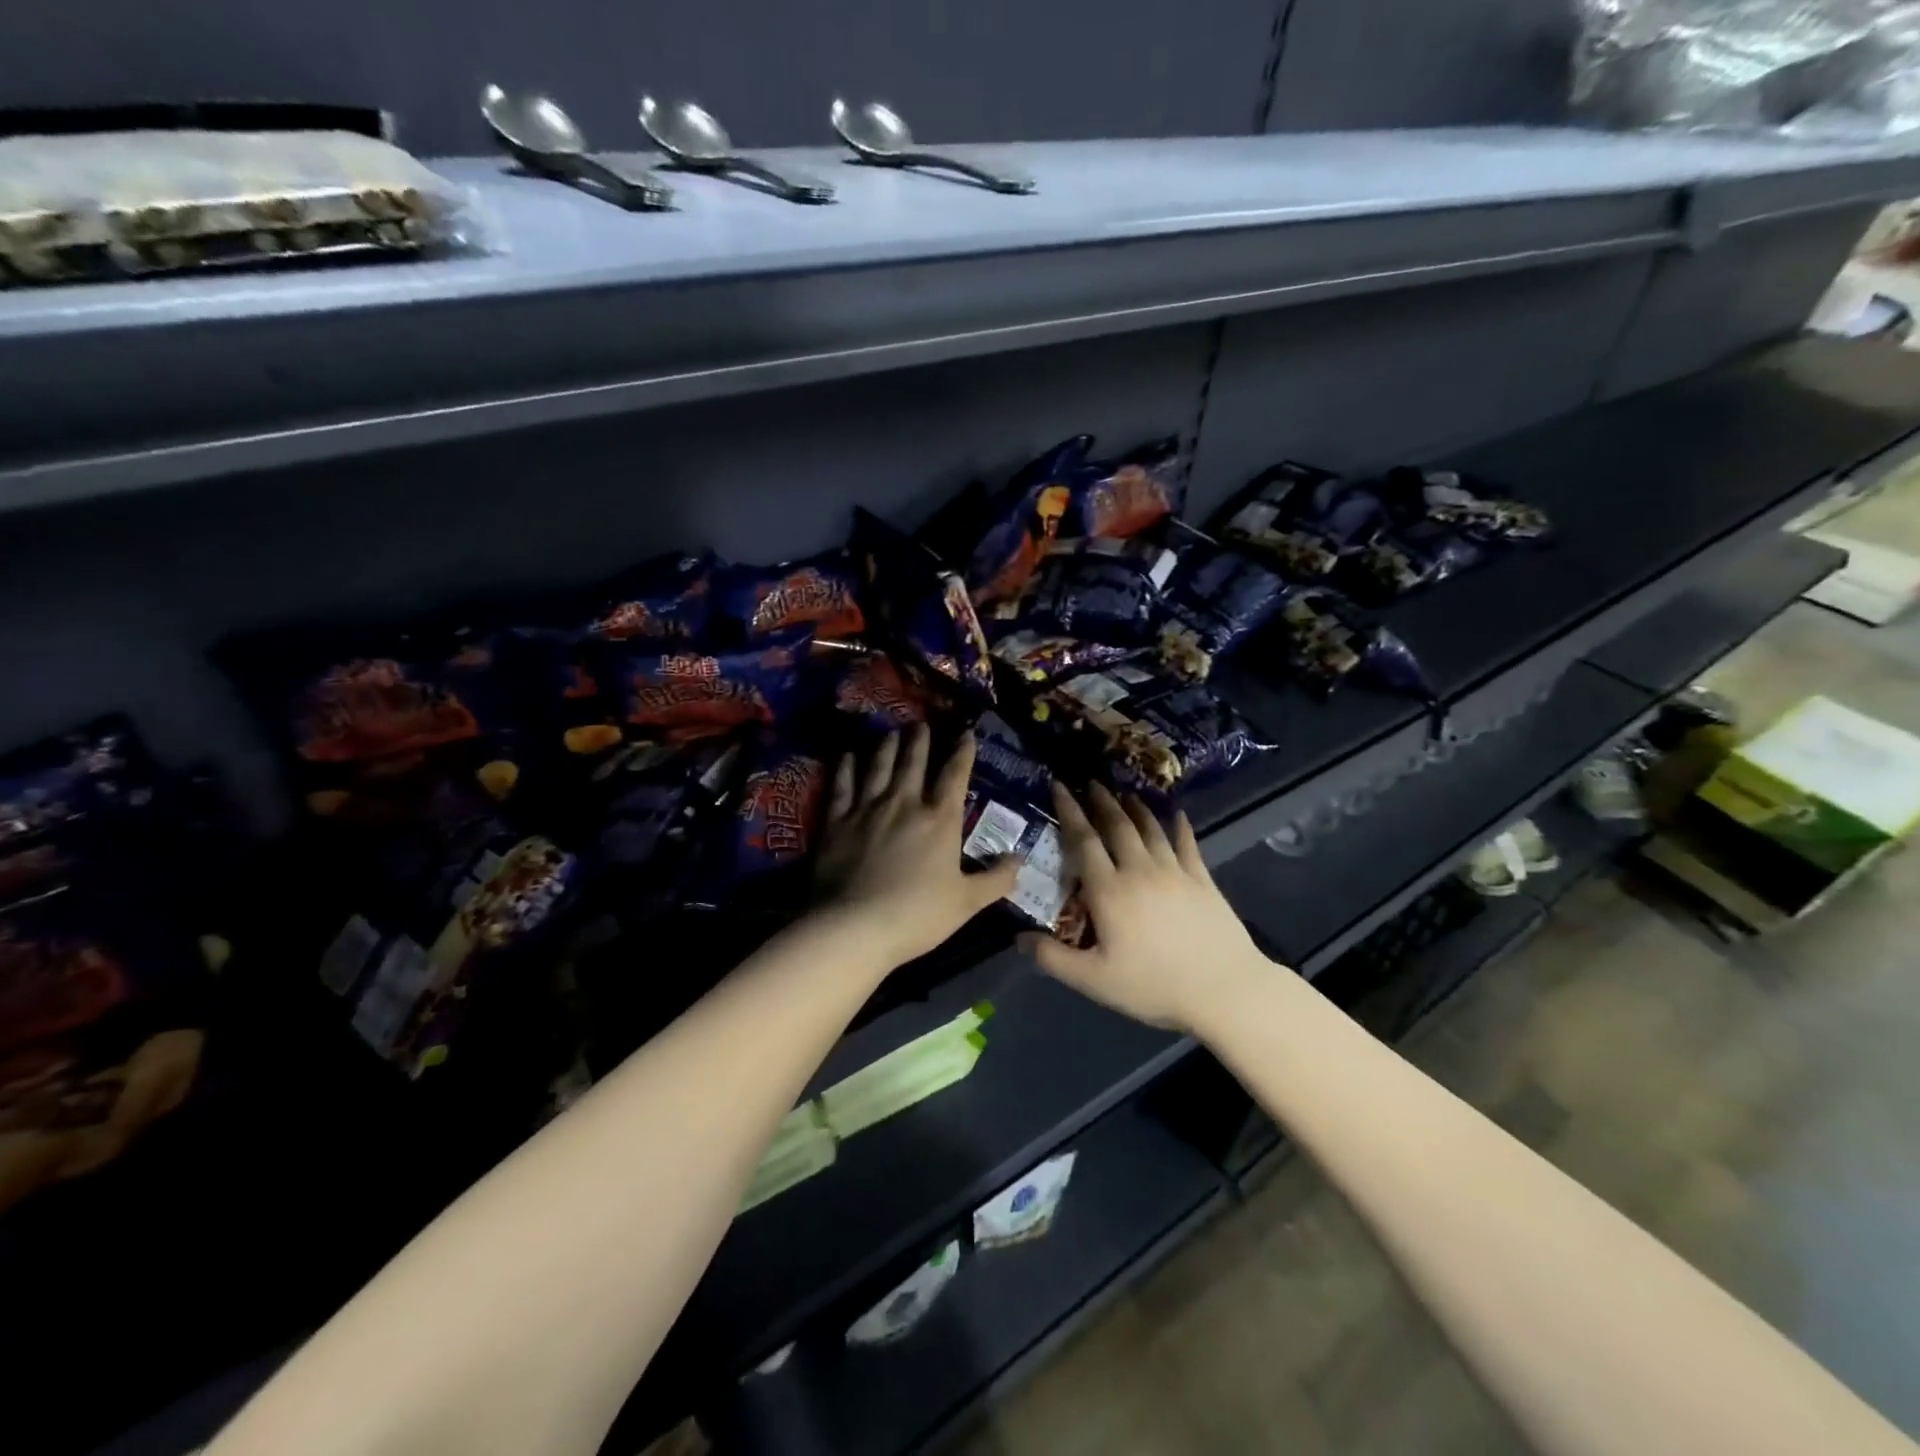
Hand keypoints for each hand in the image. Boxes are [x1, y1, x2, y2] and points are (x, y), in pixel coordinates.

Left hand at [813, 725, 1019, 966]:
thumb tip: (1020, 860)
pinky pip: (843, 785)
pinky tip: (848, 756)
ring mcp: (867, 809)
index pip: (955, 776)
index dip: (962, 752)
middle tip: (920, 723)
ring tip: (890, 732)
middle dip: (919, 740)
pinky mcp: (837, 821)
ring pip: (878, 766)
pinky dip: (846, 768)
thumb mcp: (967, 903)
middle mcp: (905, 804)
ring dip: (886, 746)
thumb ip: (996, 879)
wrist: (855, 926)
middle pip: (913, 762)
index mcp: (940, 820)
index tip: (966, 733)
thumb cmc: (917, 915)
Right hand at [1025, 782, 1269, 1031]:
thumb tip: (1018, 938)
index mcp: (1109, 890)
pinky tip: (1178, 814)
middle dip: (1101, 801)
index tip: (1059, 786)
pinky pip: (1187, 844)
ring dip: (1135, 808)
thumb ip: (1052, 958)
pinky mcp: (1202, 879)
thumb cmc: (1154, 985)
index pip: (1084, 841)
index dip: (1069, 811)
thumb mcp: (1094, 980)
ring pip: (1150, 829)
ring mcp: (1174, 872)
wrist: (1225, 988)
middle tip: (1090, 782)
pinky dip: (1180, 826)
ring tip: (1124, 792)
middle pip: (1117, 826)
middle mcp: (1139, 870)